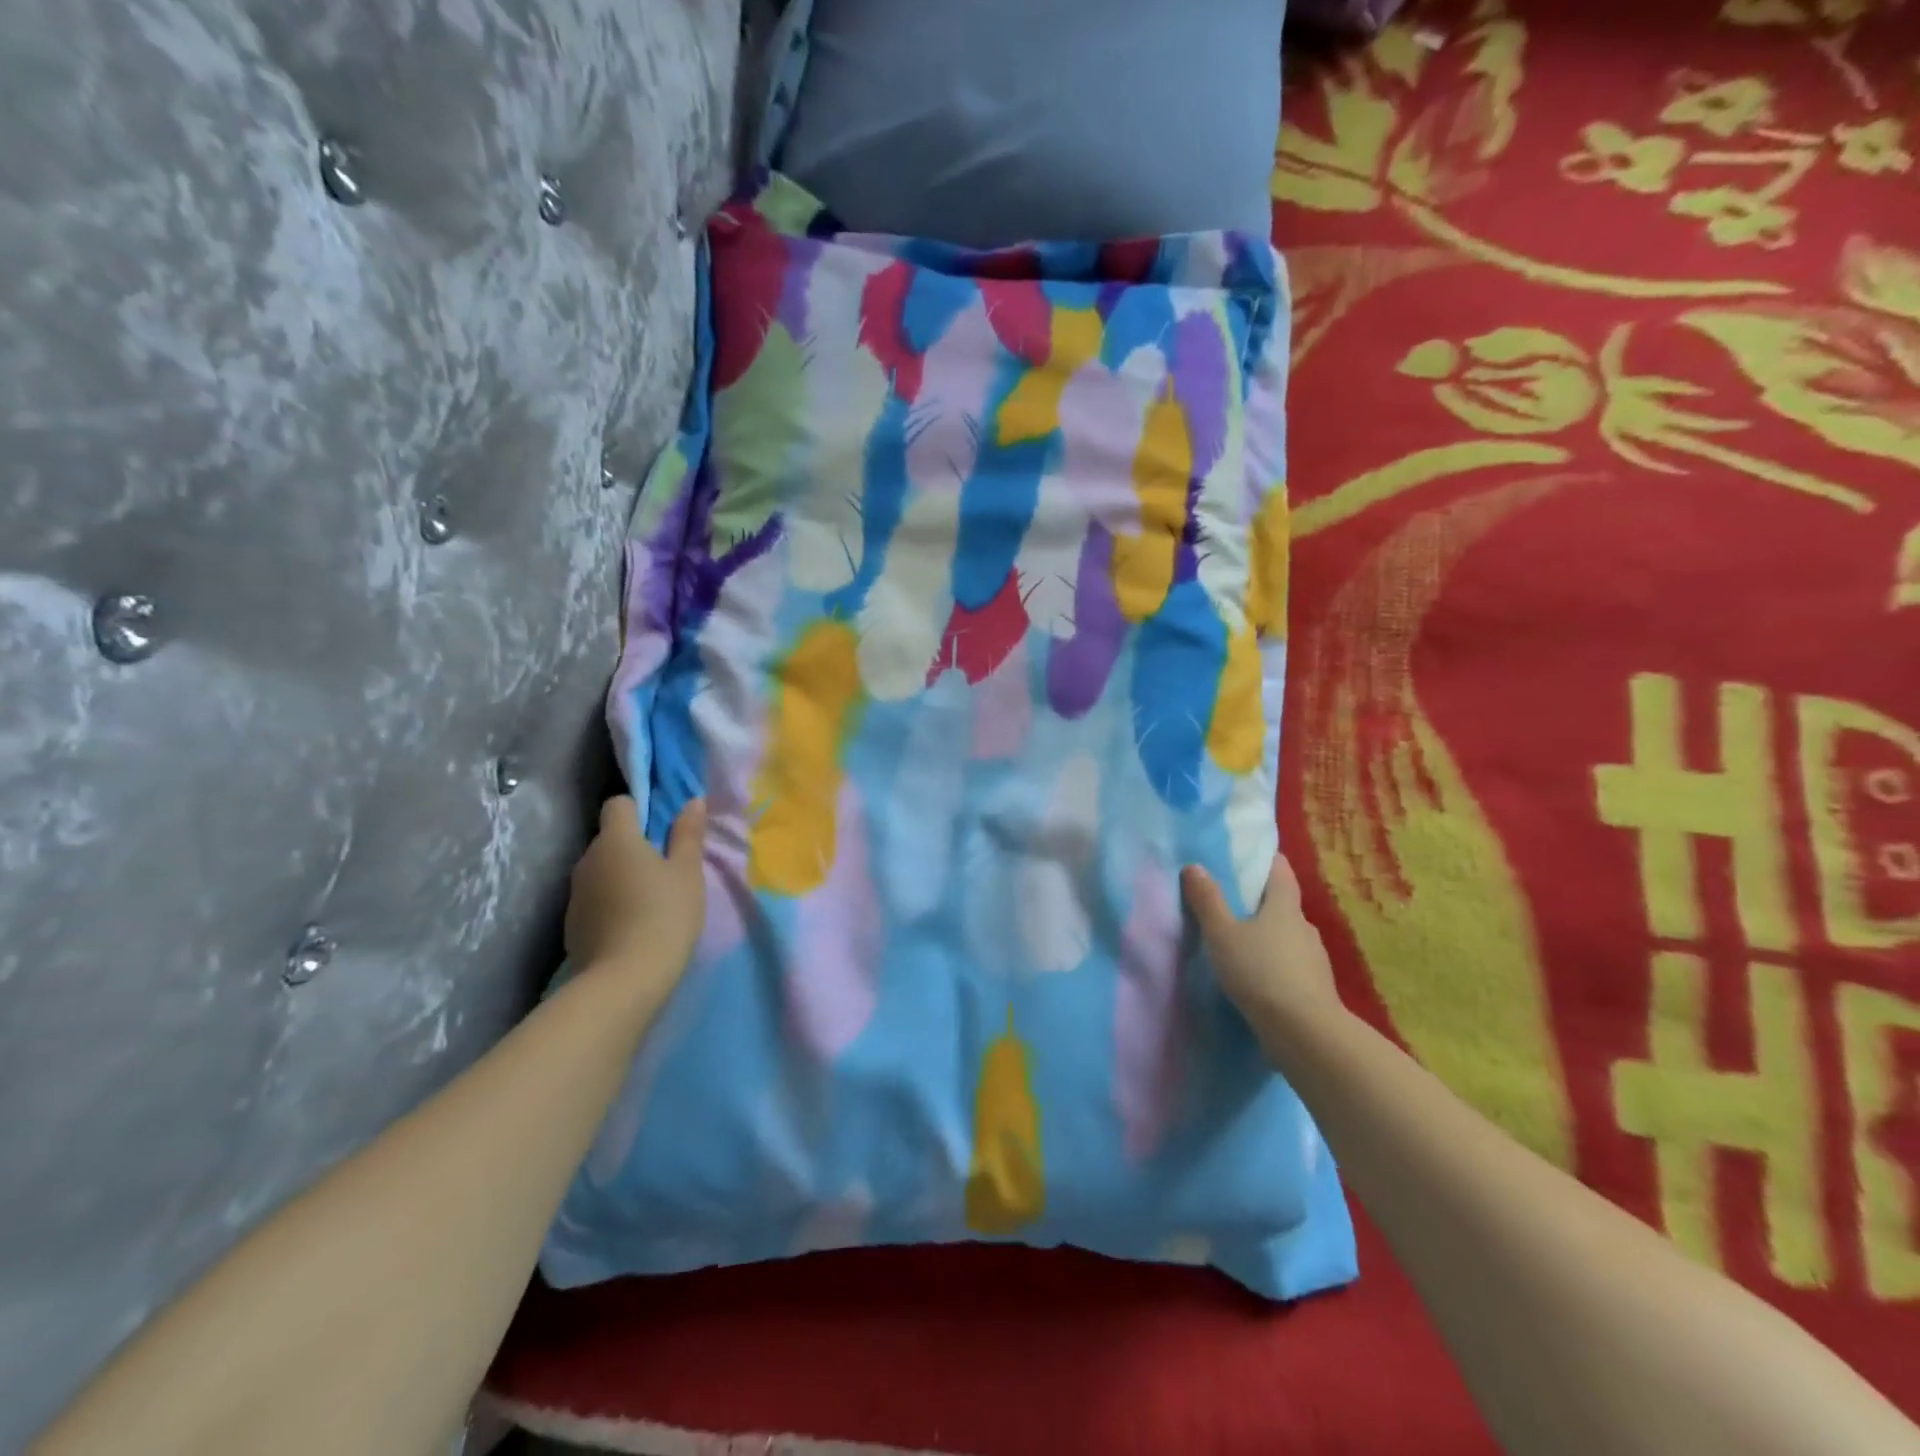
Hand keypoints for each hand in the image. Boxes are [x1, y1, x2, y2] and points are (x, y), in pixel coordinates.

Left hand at [565, 796, 707, 984]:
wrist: (624, 980)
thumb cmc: (665, 915)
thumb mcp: (688, 872)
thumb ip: (688, 833)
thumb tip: (692, 800)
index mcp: (616, 839)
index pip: (619, 804)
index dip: (640, 809)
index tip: (664, 830)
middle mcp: (587, 859)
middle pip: (611, 838)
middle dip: (635, 846)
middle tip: (667, 869)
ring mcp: (575, 893)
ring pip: (602, 870)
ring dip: (622, 876)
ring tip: (651, 901)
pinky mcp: (571, 924)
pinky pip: (595, 899)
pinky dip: (611, 904)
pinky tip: (632, 926)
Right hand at [1181, 854, 1343, 1051]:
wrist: (1305, 1033)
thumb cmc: (1260, 972)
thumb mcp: (1222, 934)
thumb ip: (1208, 901)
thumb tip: (1194, 866)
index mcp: (1284, 906)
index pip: (1280, 870)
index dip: (1266, 860)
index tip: (1248, 856)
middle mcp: (1304, 926)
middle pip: (1283, 904)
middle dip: (1261, 902)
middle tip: (1233, 903)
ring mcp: (1314, 959)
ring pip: (1288, 937)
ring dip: (1269, 937)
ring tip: (1241, 943)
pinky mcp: (1316, 988)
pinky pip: (1292, 966)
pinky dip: (1276, 965)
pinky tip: (1258, 977)